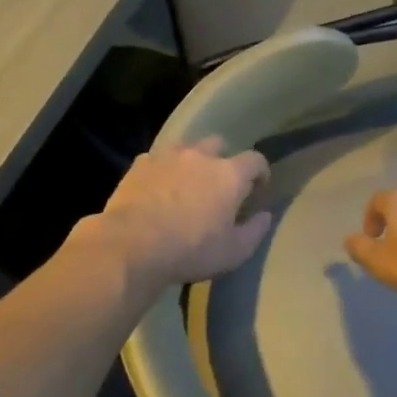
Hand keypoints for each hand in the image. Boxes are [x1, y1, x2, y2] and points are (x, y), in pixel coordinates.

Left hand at [82, 137, 271, 292]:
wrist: (132, 245)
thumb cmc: (191, 250)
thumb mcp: (234, 251)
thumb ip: (254, 231)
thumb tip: (265, 216)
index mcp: (229, 175)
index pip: (255, 160)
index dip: (260, 171)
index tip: (258, 187)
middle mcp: (201, 156)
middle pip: (218, 144)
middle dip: (223, 160)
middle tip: (219, 184)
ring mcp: (167, 157)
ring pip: (186, 147)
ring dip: (192, 160)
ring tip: (187, 182)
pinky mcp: (139, 165)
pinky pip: (157, 159)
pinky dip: (163, 169)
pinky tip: (158, 188)